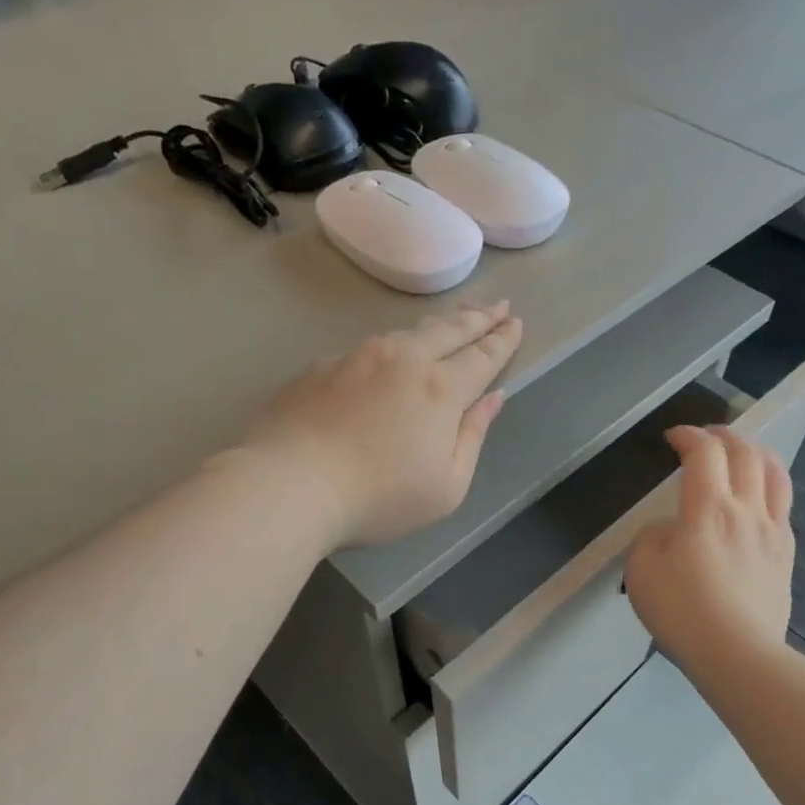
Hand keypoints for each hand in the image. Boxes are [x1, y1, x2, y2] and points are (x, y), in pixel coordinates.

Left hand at [241, 302, 523, 547]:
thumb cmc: (378, 498)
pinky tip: (389, 357)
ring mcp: (358, 357)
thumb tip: (493, 399)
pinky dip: (391, 348)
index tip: (515, 322)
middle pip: (449, 330)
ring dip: (436, 326)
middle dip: (478, 318)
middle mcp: (403, 359)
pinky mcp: (323, 366)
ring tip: (450, 324)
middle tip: (497, 306)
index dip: (502, 340)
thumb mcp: (445, 487)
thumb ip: (473, 438)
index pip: (482, 357)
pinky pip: (368, 349)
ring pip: (407, 332)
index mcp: (440, 389)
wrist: (288, 483)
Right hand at [625, 425, 795, 669]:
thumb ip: (651, 537)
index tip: (672, 437)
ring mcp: (773, 532)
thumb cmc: (682, 611)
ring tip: (740, 454)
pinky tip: (756, 499)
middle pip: (746, 452)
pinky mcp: (786, 555)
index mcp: (708, 509)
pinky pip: (783, 506)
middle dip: (723, 434)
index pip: (704, 453)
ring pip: (775, 473)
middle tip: (704, 437)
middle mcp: (747, 510)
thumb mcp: (641, 571)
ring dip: (755, 453)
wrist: (737, 654)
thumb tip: (670, 530)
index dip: (688, 435)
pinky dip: (769, 486)